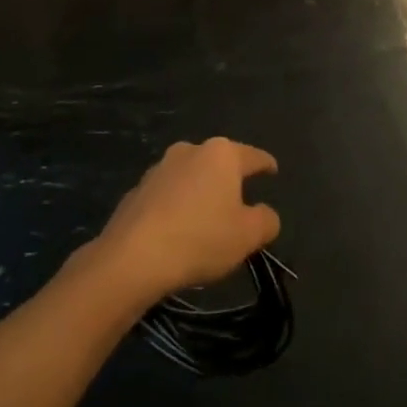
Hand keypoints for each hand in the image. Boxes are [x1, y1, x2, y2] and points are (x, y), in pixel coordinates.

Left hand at [94, 139, 279, 303]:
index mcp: (221, 154)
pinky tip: (179, 230)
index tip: (273, 169)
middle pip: (218, 163)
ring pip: (191, 177)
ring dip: (201, 193)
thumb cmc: (201, 238)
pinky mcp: (138, 189)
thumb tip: (264, 214)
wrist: (134, 255)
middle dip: (229, 179)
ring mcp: (159, 168)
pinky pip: (168, 195)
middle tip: (240, 201)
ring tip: (208, 219)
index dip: (266, 164)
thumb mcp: (248, 235)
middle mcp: (189, 150)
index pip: (253, 156)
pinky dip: (178, 207)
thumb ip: (266, 220)